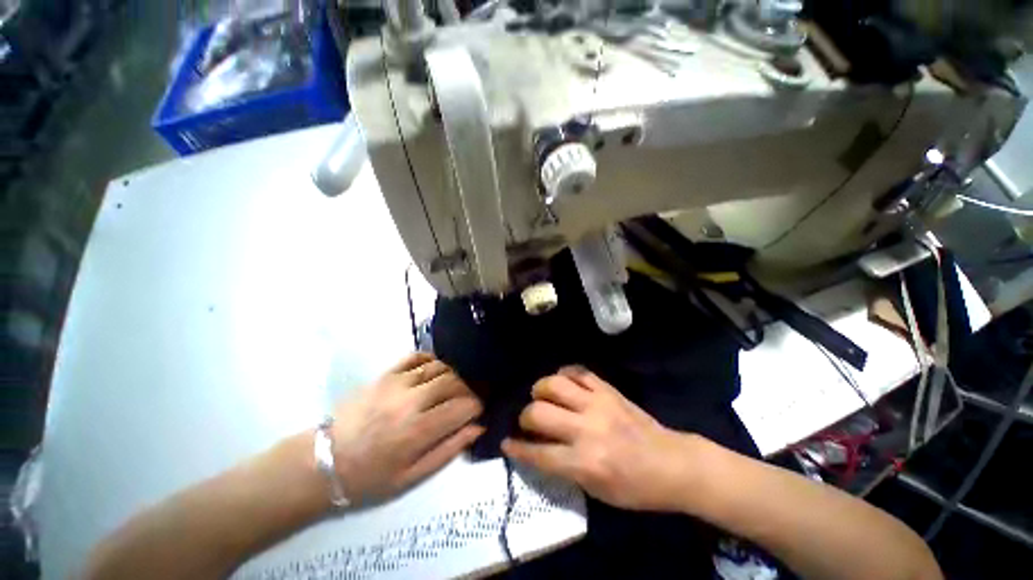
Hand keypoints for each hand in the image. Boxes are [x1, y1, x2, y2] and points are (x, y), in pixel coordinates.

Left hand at [331, 353, 483, 502]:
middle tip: (466, 400)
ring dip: (452, 375)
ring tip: (451, 388)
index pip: (463, 406)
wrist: (323, 462)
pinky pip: (416, 357)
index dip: (476, 407)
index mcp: (418, 430)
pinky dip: (431, 360)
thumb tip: (477, 428)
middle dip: (467, 389)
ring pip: (439, 367)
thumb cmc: (369, 477)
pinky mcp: (385, 375)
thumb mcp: (412, 476)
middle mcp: (411, 401)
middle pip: (454, 382)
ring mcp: (397, 383)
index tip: (477, 412)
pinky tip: (434, 371)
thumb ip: (448, 450)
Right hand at [502, 366, 698, 511]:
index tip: (507, 443)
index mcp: (585, 462)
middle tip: (528, 421)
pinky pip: (578, 371)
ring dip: (540, 389)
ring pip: (554, 384)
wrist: (672, 463)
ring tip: (541, 396)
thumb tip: (538, 449)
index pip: (539, 453)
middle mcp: (587, 429)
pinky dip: (564, 374)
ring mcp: (598, 403)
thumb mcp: (596, 491)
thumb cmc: (635, 488)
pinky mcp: (608, 389)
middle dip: (525, 417)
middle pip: (539, 412)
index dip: (517, 449)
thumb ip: (565, 468)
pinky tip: (562, 382)